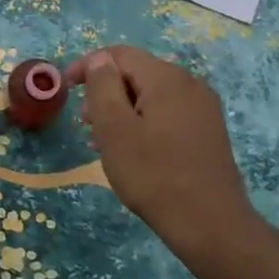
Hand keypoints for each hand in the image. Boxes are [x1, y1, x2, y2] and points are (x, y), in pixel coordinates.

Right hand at [67, 45, 257, 250]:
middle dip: (106, 91)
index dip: (89, 66)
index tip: (67, 89)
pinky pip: (168, 111)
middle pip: (137, 72)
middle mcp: (190, 83)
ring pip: (152, 94)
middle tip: (86, 123)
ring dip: (124, 108)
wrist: (210, 224)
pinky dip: (144, 120)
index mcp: (166, 78)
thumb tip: (100, 60)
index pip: (120, 54)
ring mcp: (203, 107)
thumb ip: (103, 87)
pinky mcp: (208, 130)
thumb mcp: (114, 129)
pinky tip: (134, 149)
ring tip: (106, 140)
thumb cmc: (153, 175)